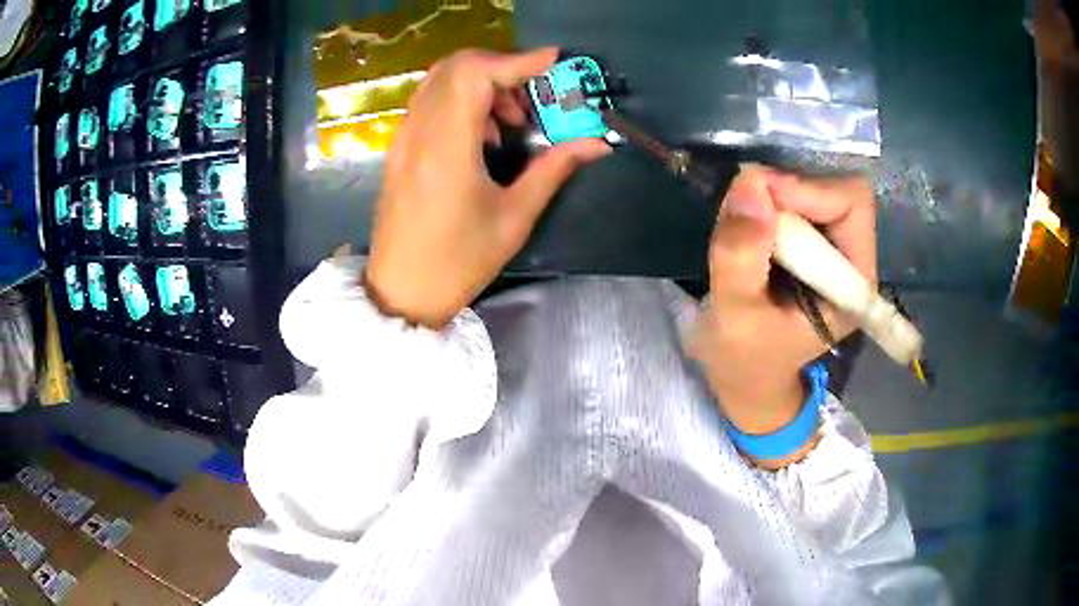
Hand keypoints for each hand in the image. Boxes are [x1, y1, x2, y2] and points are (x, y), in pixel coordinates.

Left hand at [365, 48, 611, 327]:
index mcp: (447, 149)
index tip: (554, 62)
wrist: (401, 291)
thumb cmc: (458, 263)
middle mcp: (418, 133)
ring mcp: (403, 139)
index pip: (476, 75)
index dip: (517, 59)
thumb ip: (554, 169)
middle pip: (455, 66)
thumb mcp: (514, 218)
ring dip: (480, 84)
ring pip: (440, 80)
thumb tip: (596, 143)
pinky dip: (460, 101)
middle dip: (501, 69)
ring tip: (507, 124)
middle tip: (528, 102)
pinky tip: (480, 137)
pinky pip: (430, 102)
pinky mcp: (399, 148)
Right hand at [689, 166, 876, 467]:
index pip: (851, 205)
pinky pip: (795, 201)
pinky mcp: (813, 246)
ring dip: (772, 197)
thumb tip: (750, 182)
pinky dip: (766, 204)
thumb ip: (740, 255)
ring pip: (813, 191)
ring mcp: (833, 252)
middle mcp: (853, 261)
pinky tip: (745, 230)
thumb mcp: (734, 316)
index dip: (807, 190)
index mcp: (855, 286)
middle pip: (834, 191)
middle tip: (741, 212)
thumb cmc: (744, 360)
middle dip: (786, 192)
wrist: (745, 379)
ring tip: (739, 228)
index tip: (756, 196)